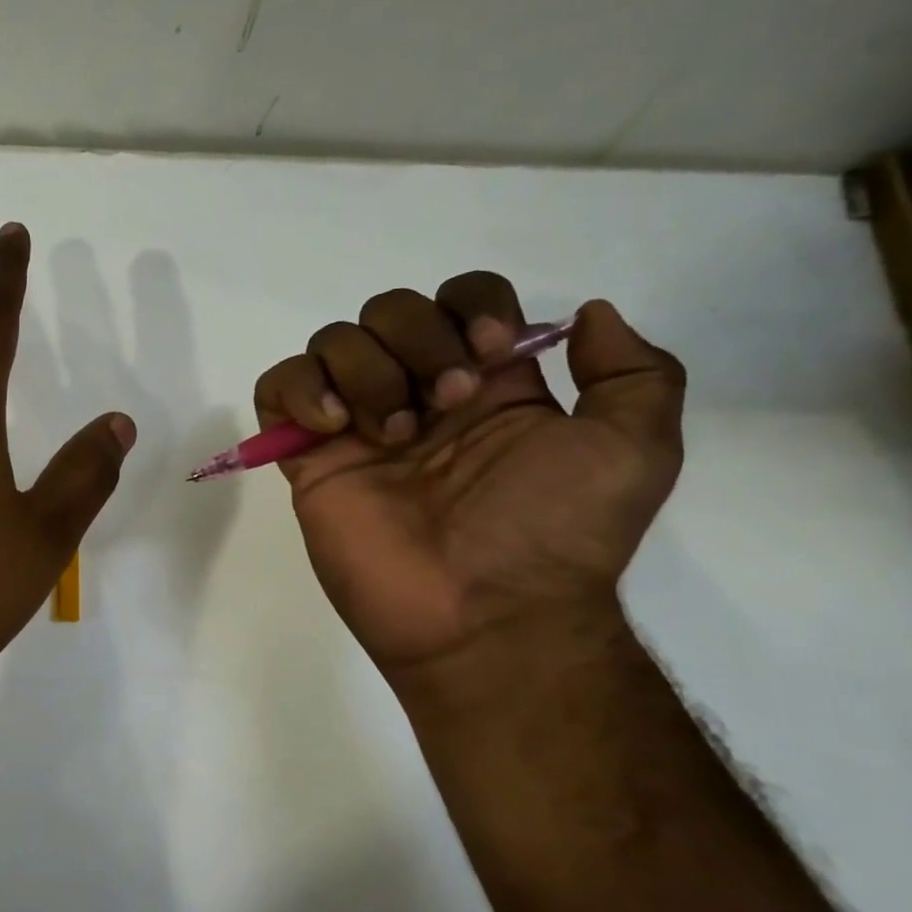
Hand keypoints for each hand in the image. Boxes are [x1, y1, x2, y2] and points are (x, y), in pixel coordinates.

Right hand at [253, 273, 683, 674]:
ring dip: (366, 371)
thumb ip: (633, 373)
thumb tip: (587, 314)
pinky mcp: (309, 458)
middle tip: (444, 406)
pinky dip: (299, 389)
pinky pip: (277, 389)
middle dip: (417, 340)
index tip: (488, 355)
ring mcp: (357, 426)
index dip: (469, 306)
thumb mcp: (634, 449)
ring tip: (391, 435)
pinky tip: (333, 427)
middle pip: (389, 309)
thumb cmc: (553, 533)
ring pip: (333, 341)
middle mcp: (418, 394)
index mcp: (487, 385)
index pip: (459, 298)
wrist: (482, 614)